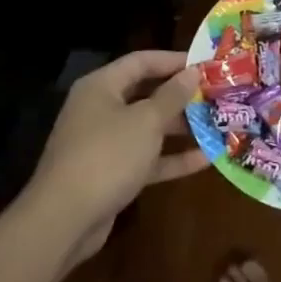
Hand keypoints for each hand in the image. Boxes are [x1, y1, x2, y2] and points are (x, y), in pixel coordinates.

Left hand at [25, 50, 208, 265]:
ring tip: (216, 125)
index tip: (205, 65)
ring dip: (180, 128)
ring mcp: (104, 144)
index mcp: (101, 87)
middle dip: (180, 97)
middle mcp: (100, 109)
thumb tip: (192, 73)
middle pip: (145, 94)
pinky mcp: (111, 174)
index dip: (173, 61)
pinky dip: (171, 158)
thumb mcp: (146, 122)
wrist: (63, 220)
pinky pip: (146, 158)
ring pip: (148, 129)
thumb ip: (172, 96)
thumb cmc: (107, 155)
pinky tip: (205, 160)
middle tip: (215, 96)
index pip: (141, 62)